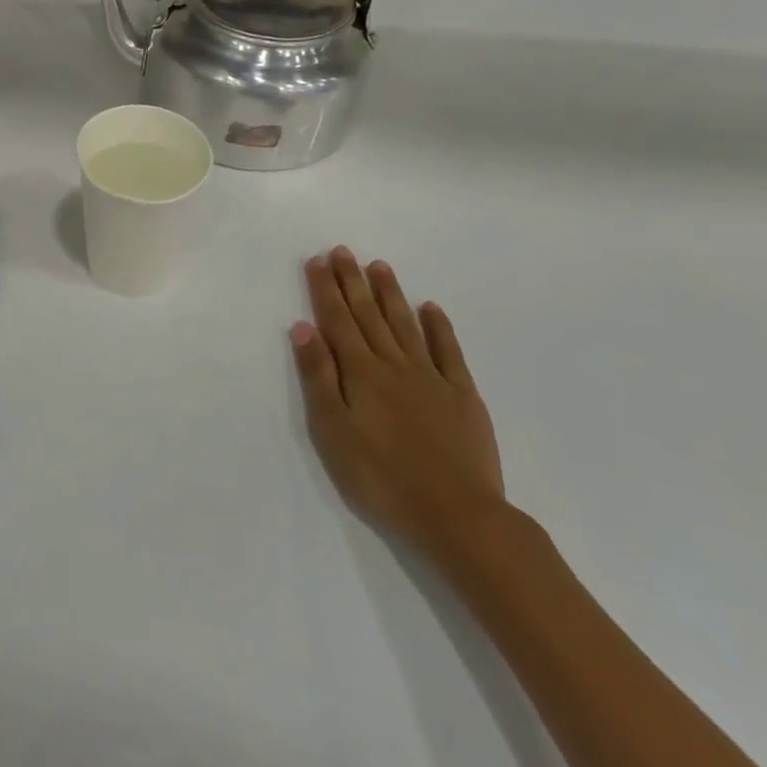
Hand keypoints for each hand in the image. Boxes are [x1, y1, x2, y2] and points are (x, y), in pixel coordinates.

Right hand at [289, 246, 505, 558]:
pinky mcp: (462, 396)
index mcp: (360, 373)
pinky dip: (439, 327)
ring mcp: (431, 378)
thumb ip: (318, 377)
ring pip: (405, 325)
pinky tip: (431, 308)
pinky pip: (448, 352)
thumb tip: (304, 328)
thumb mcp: (333, 432)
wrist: (458, 516)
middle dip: (353, 281)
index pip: (338, 321)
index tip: (318, 260)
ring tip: (379, 266)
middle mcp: (394, 365)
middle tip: (343, 250)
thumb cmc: (382, 478)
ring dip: (390, 294)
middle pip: (369, 315)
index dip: (326, 290)